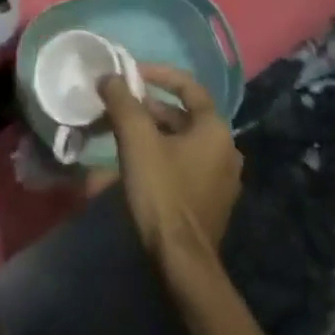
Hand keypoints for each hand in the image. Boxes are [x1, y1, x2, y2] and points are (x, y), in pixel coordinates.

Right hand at [100, 65, 241, 261]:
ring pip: (180, 141)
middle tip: (117, 105)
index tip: (130, 73)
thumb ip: (122, 101)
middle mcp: (225, 149)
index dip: (158, 74)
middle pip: (182, 115)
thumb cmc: (162, 191)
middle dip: (147, 107)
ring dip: (150, 132)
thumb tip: (109, 77)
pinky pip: (182, 165)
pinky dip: (158, 156)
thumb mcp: (136, 139)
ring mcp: (220, 178)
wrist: (181, 261)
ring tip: (118, 133)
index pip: (188, 86)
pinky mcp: (209, 201)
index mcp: (215, 129)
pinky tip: (132, 165)